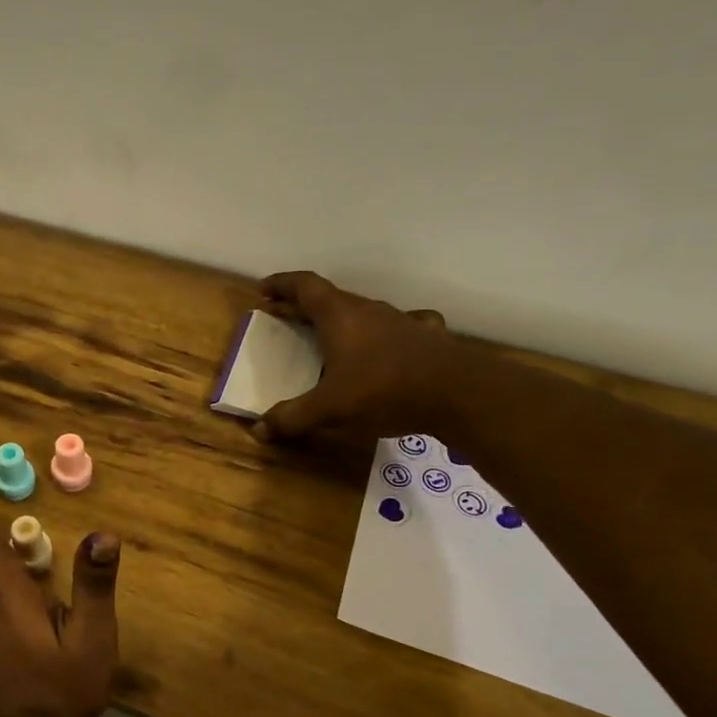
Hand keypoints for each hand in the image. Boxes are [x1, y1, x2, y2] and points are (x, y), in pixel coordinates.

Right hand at [253, 271, 457, 442]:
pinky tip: (386, 344)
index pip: (304, 286)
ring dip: (340, 319)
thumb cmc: (383, 391)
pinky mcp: (424, 336)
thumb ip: (292, 417)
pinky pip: (397, 326)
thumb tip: (258, 431)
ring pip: (362, 311)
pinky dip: (382, 332)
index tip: (263, 292)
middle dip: (302, 305)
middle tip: (284, 317)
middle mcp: (367, 309)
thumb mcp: (330, 409)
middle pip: (329, 298)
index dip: (281, 285)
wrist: (458, 393)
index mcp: (339, 316)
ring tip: (328, 336)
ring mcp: (399, 320)